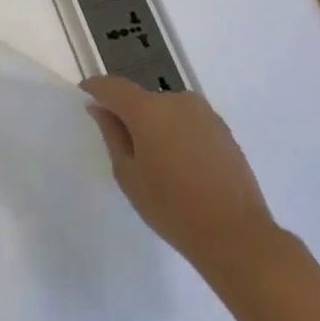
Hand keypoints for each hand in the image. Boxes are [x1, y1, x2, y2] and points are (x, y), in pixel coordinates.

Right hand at [81, 77, 278, 264]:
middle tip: (121, 144)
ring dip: (155, 125)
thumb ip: (112, 135)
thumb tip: (100, 109)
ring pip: (167, 111)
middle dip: (128, 113)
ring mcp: (205, 114)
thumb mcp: (128, 174)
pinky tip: (178, 164)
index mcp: (148, 110)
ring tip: (153, 160)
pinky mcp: (223, 130)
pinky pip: (188, 122)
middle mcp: (178, 101)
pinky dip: (176, 134)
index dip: (96, 88)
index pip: (113, 87)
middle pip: (142, 99)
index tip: (84, 96)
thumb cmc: (170, 206)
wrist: (234, 234)